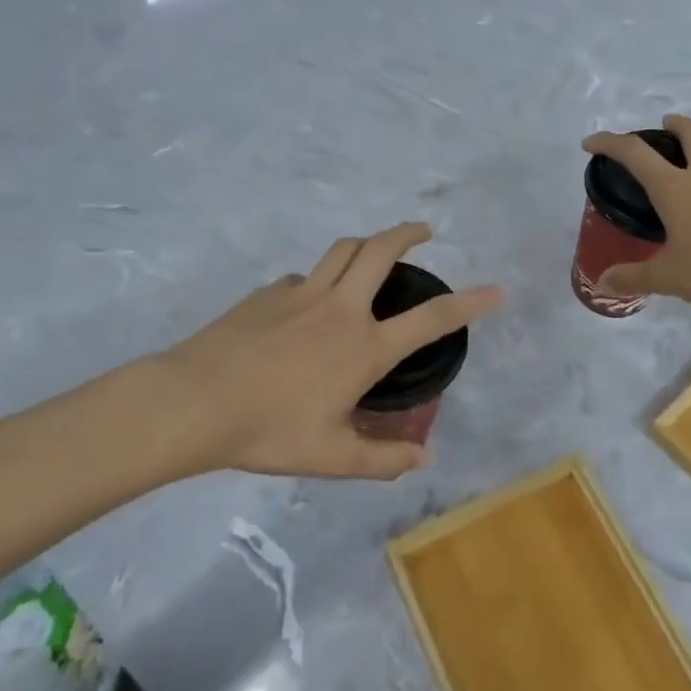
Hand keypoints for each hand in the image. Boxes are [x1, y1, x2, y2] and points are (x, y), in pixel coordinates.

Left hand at [124, 223, 501, 482]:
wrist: (194, 402)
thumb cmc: (268, 430)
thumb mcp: (331, 456)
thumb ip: (382, 458)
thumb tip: (423, 458)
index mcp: (364, 347)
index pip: (431, 318)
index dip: (470, 302)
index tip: (496, 290)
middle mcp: (340, 308)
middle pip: (381, 250)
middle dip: (408, 233)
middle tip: (424, 232)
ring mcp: (302, 293)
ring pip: (343, 249)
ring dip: (366, 243)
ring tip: (374, 253)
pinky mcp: (269, 293)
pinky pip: (305, 277)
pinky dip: (320, 280)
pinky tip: (310, 306)